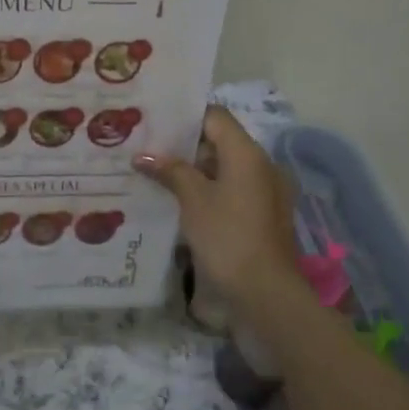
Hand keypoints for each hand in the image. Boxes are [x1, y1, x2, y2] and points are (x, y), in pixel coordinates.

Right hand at [136, 107, 303, 308]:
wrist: (265, 293)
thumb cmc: (227, 237)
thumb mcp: (193, 200)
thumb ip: (171, 171)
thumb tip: (143, 155)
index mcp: (247, 153)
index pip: (215, 117)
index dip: (185, 117)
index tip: (154, 122)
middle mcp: (261, 166)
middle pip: (220, 142)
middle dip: (184, 146)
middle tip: (147, 149)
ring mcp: (265, 192)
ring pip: (224, 169)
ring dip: (194, 171)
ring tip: (156, 175)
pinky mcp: (261, 215)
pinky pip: (232, 191)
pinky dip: (208, 190)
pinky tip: (179, 202)